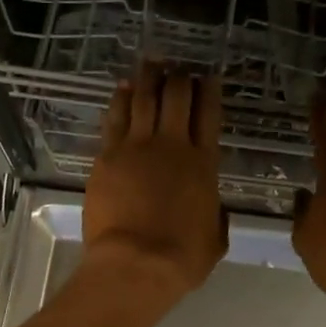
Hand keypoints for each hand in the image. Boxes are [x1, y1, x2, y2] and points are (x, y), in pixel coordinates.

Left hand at [83, 62, 228, 297]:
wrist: (135, 263)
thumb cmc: (181, 257)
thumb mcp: (215, 238)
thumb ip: (216, 215)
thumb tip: (216, 208)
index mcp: (204, 163)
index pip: (209, 115)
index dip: (209, 91)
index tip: (208, 76)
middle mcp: (173, 145)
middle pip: (176, 97)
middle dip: (180, 78)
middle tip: (179, 68)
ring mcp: (137, 146)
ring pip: (144, 99)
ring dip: (149, 78)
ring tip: (152, 63)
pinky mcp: (109, 155)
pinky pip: (115, 117)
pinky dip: (120, 98)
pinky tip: (122, 87)